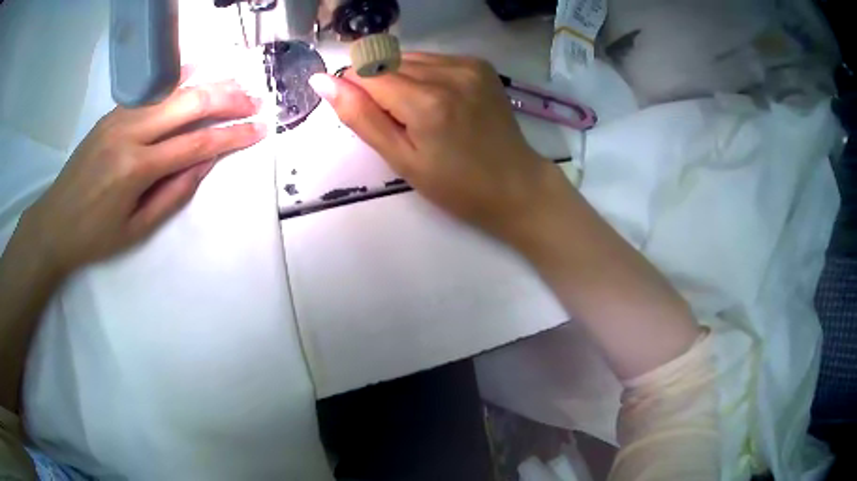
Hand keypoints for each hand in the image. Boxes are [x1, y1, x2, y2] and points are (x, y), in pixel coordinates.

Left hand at [21, 72, 265, 276]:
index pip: (195, 143)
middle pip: (189, 102)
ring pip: (173, 88)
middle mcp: (130, 131)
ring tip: (235, 86)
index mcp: (136, 168)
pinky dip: (179, 79)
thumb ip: (174, 192)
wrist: (54, 222)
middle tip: (254, 102)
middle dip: (227, 99)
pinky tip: (197, 73)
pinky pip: (152, 89)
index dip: (232, 135)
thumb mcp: (138, 229)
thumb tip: (206, 161)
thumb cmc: (95, 236)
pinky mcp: (113, 111)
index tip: (259, 130)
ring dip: (208, 84)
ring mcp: (120, 116)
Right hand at [309, 53, 566, 239]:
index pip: (366, 72)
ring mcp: (468, 64)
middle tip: (400, 123)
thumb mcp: (402, 159)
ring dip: (400, 80)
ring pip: (408, 58)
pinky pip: (433, 60)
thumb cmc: (456, 186)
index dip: (356, 91)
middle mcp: (449, 72)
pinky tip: (439, 102)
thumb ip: (360, 117)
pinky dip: (424, 76)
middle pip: (387, 62)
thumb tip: (322, 81)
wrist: (516, 185)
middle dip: (379, 87)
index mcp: (426, 101)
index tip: (370, 117)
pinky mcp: (479, 64)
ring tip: (422, 114)